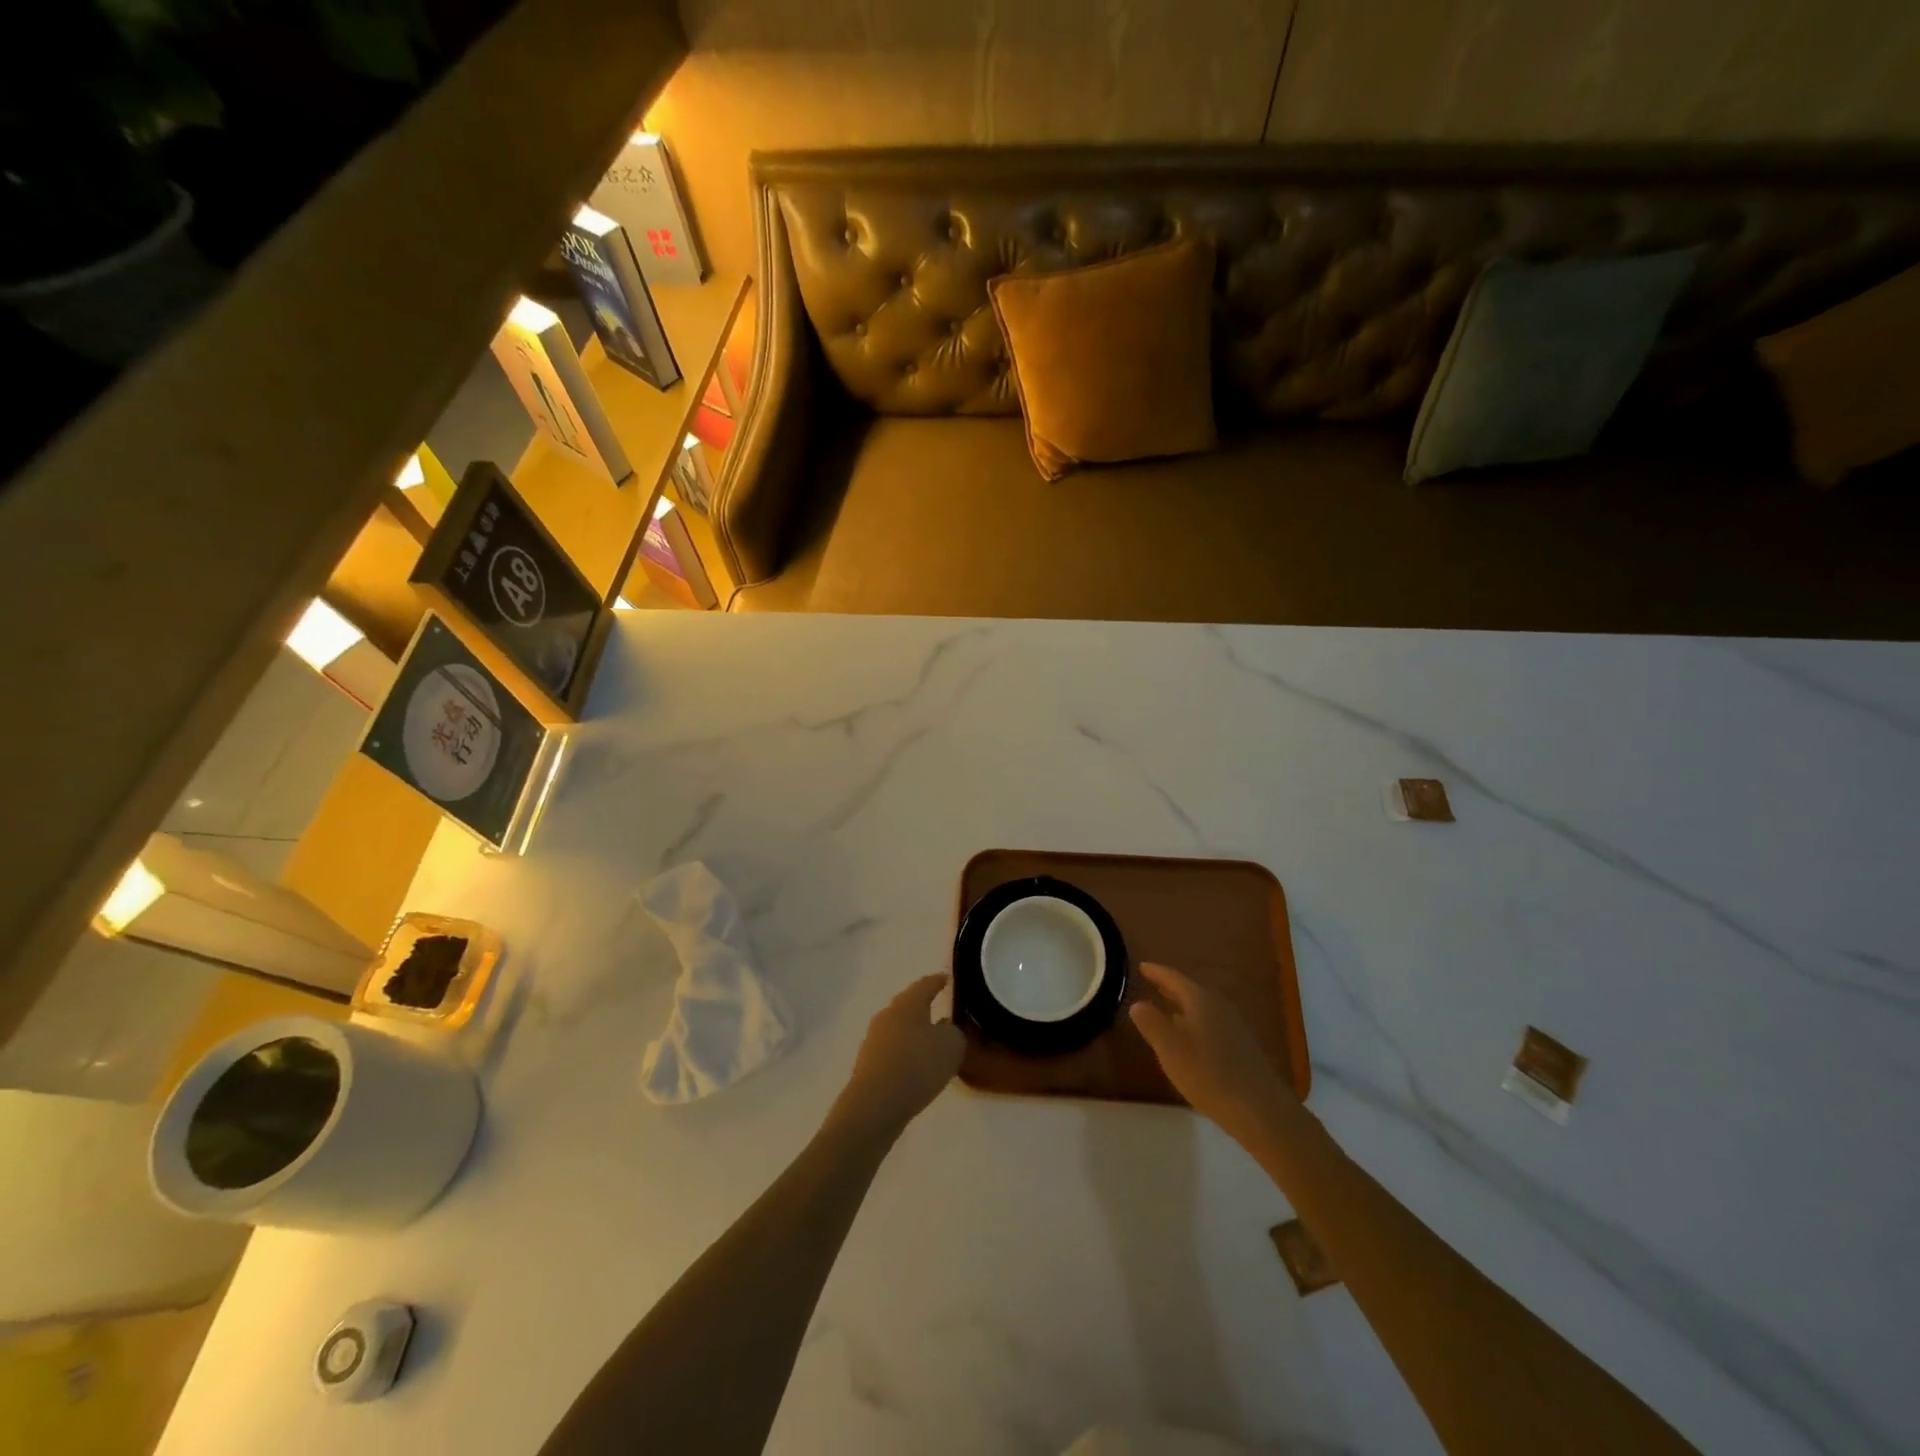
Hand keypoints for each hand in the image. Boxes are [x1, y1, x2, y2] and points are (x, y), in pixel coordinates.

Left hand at [831, 974, 964, 1143]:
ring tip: (931, 1043)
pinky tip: (915, 1066)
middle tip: (940, 1009)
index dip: (938, 981)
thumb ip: (955, 1032)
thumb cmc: (917, 1066)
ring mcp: (874, 1039)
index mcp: (908, 1003)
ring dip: (914, 1032)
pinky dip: (905, 1053)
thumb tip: (947, 1029)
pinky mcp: (868, 1063)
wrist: (875, 1104)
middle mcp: (888, 1014)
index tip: (946, 978)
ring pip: (899, 1028)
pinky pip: (892, 1050)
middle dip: (923, 1006)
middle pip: (908, 1005)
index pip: (926, 984)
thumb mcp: (951, 1046)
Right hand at [1130, 963, 1293, 1143]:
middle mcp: (1219, 1006)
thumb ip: (1151, 1023)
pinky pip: (1211, 1023)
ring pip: (1202, 1007)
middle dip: (1170, 987)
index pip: (1174, 978)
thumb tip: (1138, 1003)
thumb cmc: (1208, 1074)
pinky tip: (1190, 1037)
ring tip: (1166, 1008)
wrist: (1259, 1109)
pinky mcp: (1241, 1047)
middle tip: (1151, 982)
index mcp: (1200, 1000)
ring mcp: (1233, 1026)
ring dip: (1182, 1005)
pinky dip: (1194, 1022)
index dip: (1156, 972)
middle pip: (1190, 990)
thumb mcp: (1170, 1049)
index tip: (1141, 966)